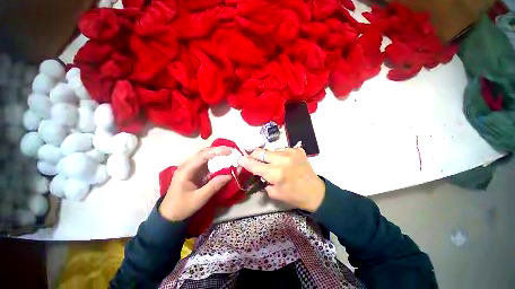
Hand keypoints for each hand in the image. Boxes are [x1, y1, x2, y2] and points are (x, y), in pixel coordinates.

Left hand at [159, 146, 232, 221]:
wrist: (170, 215)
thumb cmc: (182, 207)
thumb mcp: (199, 198)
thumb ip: (214, 186)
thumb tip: (230, 175)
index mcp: (186, 170)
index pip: (202, 156)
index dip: (216, 151)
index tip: (229, 151)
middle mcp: (188, 165)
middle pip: (204, 153)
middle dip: (218, 151)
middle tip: (231, 153)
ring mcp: (192, 168)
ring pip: (206, 157)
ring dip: (218, 156)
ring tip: (230, 156)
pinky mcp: (196, 172)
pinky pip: (207, 164)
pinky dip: (216, 163)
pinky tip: (224, 163)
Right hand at [238, 148, 324, 211]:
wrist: (315, 192)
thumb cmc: (293, 196)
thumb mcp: (274, 193)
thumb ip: (263, 180)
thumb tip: (257, 170)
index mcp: (275, 174)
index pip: (254, 164)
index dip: (245, 161)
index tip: (240, 158)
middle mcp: (282, 160)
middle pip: (261, 151)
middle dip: (254, 155)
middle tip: (253, 158)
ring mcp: (291, 152)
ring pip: (271, 150)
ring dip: (268, 156)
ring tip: (272, 162)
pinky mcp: (297, 150)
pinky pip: (282, 150)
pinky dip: (279, 155)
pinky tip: (284, 161)